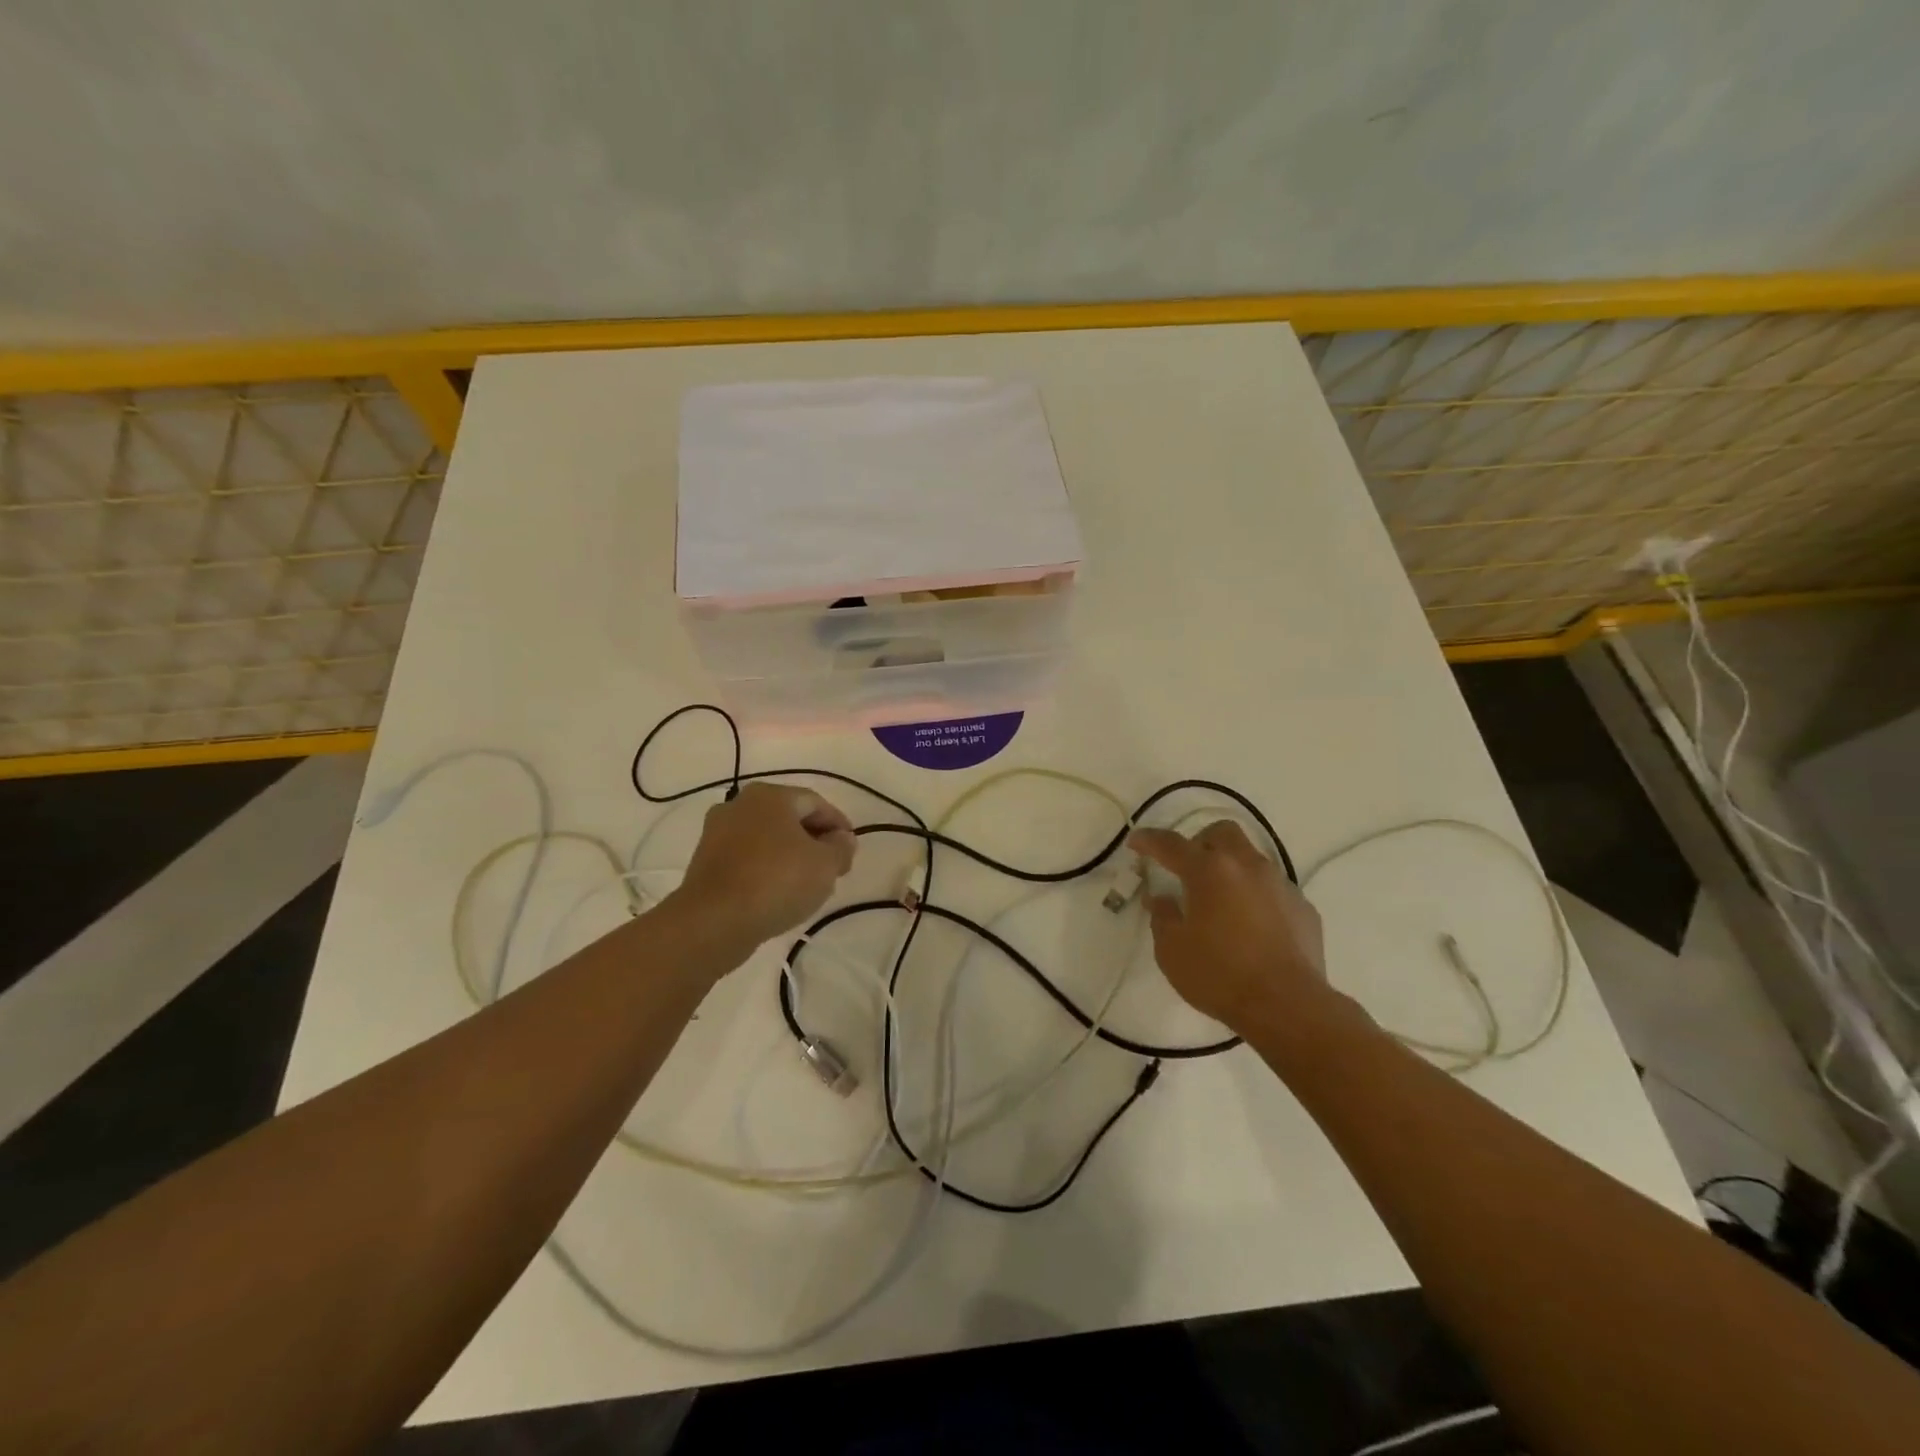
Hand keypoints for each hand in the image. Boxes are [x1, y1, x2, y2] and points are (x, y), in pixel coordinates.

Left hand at [673, 783, 856, 947]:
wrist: (713, 921)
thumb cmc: (777, 881)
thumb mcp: (825, 865)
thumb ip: (841, 847)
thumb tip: (842, 839)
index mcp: (770, 796)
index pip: (815, 803)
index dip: (838, 825)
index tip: (850, 850)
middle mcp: (739, 804)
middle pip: (788, 818)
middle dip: (813, 840)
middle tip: (832, 866)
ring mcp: (716, 833)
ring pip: (766, 839)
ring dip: (789, 855)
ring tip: (807, 883)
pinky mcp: (704, 862)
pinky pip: (746, 858)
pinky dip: (766, 869)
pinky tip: (778, 892)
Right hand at [1129, 820, 1328, 1034]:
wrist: (1288, 1006)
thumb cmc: (1220, 975)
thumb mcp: (1172, 950)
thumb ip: (1162, 917)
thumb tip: (1160, 898)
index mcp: (1209, 871)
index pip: (1171, 844)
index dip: (1149, 840)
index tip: (1135, 842)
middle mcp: (1247, 866)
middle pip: (1222, 832)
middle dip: (1200, 842)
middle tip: (1187, 868)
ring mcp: (1280, 884)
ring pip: (1251, 858)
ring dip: (1231, 869)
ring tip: (1221, 901)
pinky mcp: (1303, 907)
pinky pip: (1274, 889)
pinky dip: (1256, 896)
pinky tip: (1252, 926)